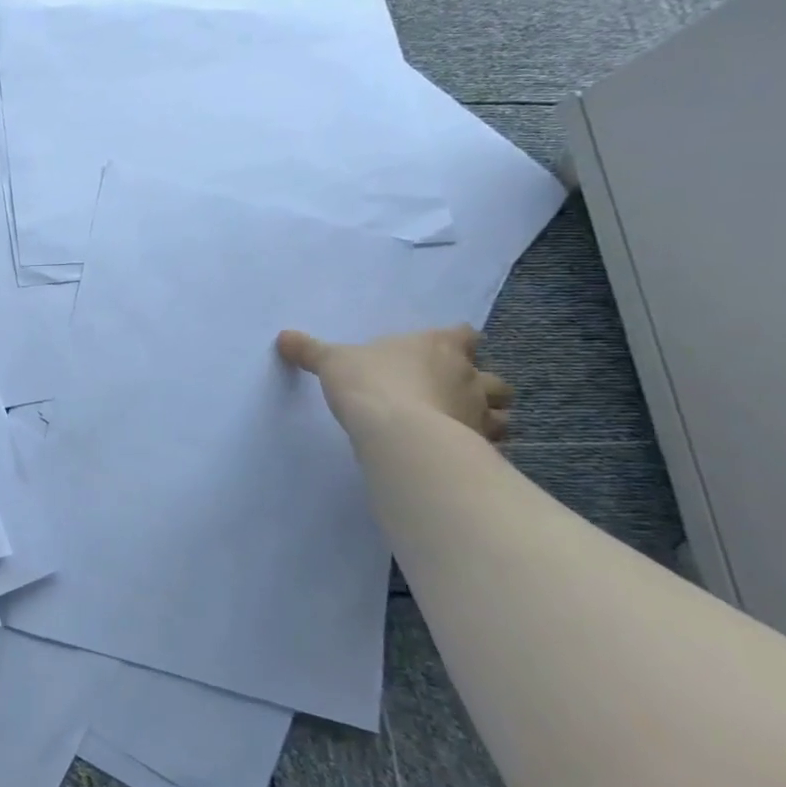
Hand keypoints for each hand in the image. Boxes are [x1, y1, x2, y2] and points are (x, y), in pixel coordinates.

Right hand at [276, 324, 512, 440]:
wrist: (399, 434)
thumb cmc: (370, 384)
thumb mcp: (332, 362)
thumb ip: (311, 350)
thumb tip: (283, 337)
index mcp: (438, 345)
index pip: (463, 334)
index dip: (456, 340)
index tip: (444, 348)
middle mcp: (467, 374)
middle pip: (491, 375)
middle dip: (479, 384)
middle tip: (452, 393)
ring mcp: (480, 412)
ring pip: (502, 412)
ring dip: (488, 416)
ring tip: (461, 425)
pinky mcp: (482, 446)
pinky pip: (493, 445)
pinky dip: (483, 447)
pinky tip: (461, 453)